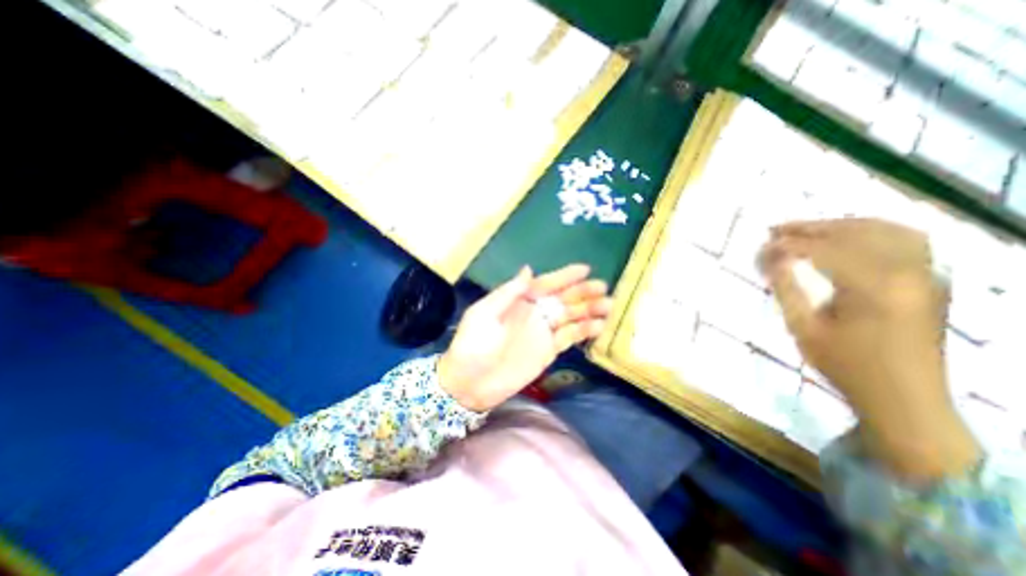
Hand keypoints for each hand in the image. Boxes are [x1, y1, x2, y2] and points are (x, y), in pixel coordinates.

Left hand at [438, 265, 611, 413]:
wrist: (469, 384)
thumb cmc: (472, 345)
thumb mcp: (484, 314)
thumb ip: (508, 293)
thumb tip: (528, 269)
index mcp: (519, 302)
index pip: (545, 284)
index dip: (564, 276)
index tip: (584, 269)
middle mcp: (534, 313)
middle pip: (563, 299)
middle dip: (583, 292)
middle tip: (603, 287)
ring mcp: (543, 333)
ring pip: (571, 317)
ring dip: (589, 311)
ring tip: (609, 305)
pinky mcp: (548, 351)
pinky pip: (570, 338)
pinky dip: (584, 331)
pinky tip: (599, 326)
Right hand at [760, 219, 975, 480]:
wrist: (905, 398)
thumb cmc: (845, 365)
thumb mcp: (803, 328)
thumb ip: (786, 288)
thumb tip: (771, 259)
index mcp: (873, 289)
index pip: (824, 251)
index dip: (789, 245)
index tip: (762, 246)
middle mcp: (908, 274)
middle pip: (856, 232)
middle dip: (812, 227)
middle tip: (776, 229)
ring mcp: (926, 275)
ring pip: (886, 230)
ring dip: (842, 225)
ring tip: (808, 229)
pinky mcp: (930, 281)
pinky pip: (906, 241)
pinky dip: (872, 231)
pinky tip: (849, 237)